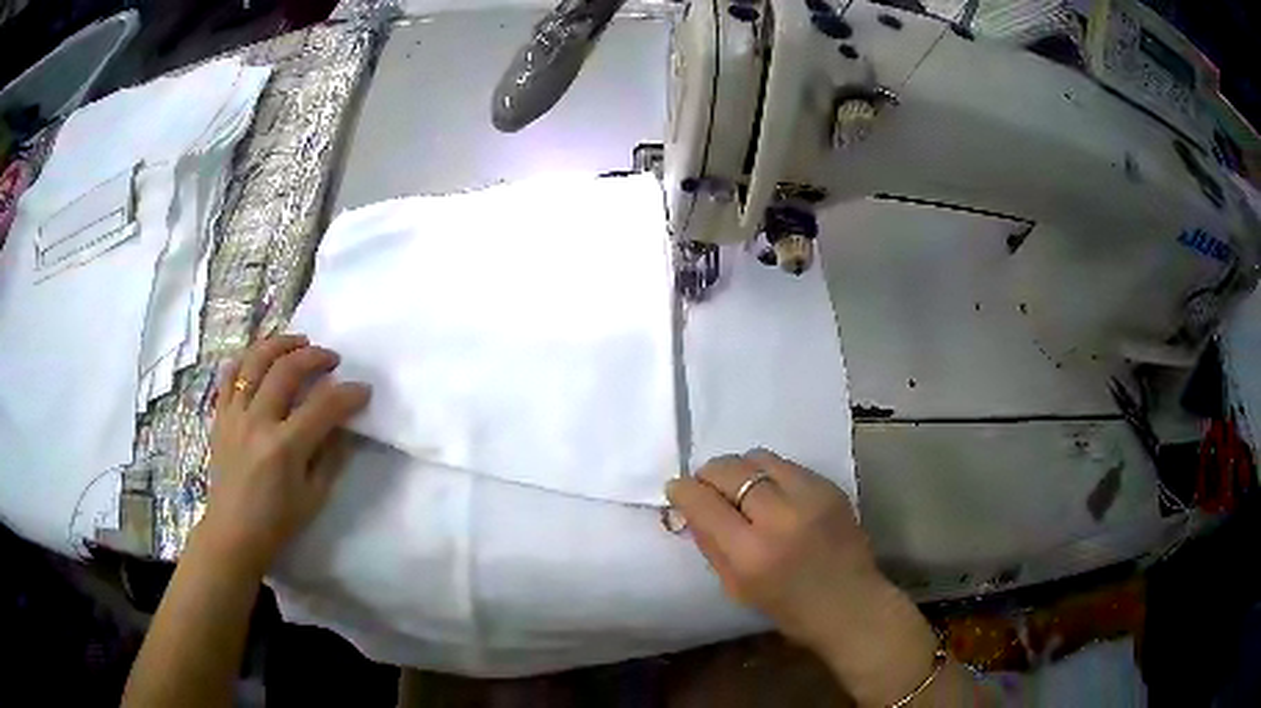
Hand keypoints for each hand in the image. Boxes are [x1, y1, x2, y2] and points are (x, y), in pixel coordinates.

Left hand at [200, 334, 370, 574]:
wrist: (233, 533)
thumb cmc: (278, 522)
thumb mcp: (315, 497)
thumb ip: (331, 457)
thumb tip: (344, 426)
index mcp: (285, 448)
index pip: (324, 406)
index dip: (349, 394)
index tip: (363, 390)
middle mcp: (258, 422)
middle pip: (287, 370)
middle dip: (315, 357)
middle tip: (332, 359)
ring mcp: (235, 415)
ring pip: (256, 361)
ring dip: (281, 344)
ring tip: (299, 343)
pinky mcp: (220, 416)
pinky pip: (230, 376)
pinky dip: (246, 360)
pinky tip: (261, 359)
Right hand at [667, 450, 939, 705]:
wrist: (851, 604)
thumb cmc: (789, 608)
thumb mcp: (737, 588)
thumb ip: (710, 544)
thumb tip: (690, 508)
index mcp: (751, 553)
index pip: (704, 503)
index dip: (683, 490)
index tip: (676, 488)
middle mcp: (780, 517)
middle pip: (730, 470)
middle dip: (709, 474)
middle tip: (706, 485)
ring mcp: (810, 496)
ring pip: (759, 458)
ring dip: (740, 469)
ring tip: (740, 486)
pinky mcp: (831, 487)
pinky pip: (787, 465)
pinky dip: (770, 474)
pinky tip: (772, 493)